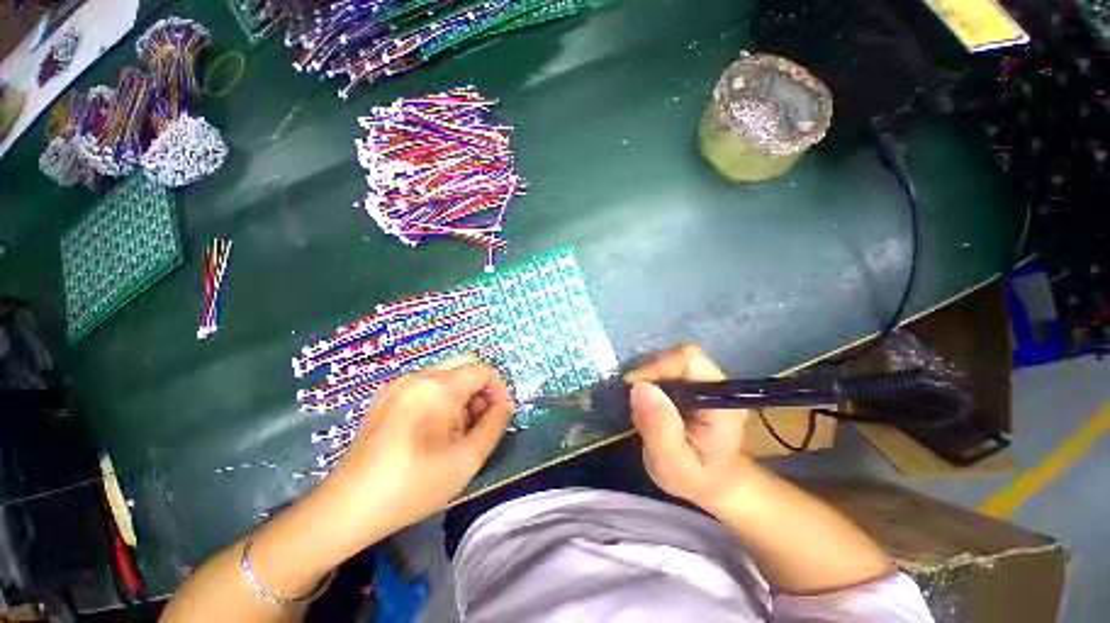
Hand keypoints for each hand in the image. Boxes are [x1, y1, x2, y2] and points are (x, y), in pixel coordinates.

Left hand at [320, 357, 514, 551]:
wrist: (348, 507)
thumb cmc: (413, 486)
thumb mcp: (467, 459)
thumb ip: (495, 424)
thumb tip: (505, 404)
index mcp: (438, 388)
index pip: (483, 370)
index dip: (499, 389)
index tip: (500, 415)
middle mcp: (418, 376)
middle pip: (466, 366)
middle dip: (481, 390)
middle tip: (481, 422)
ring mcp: (399, 384)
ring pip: (447, 374)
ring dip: (463, 394)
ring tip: (458, 430)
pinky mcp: (387, 395)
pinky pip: (427, 383)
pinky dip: (443, 397)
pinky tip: (435, 428)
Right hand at [625, 344, 751, 510]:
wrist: (709, 482)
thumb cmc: (694, 478)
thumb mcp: (672, 464)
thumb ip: (659, 429)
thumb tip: (640, 387)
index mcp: (721, 401)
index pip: (690, 360)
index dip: (658, 366)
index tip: (634, 387)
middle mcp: (716, 384)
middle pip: (678, 355)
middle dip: (650, 372)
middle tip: (634, 401)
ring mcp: (704, 380)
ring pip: (669, 359)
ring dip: (647, 376)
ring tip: (640, 405)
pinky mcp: (691, 382)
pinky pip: (665, 368)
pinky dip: (649, 379)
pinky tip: (646, 402)